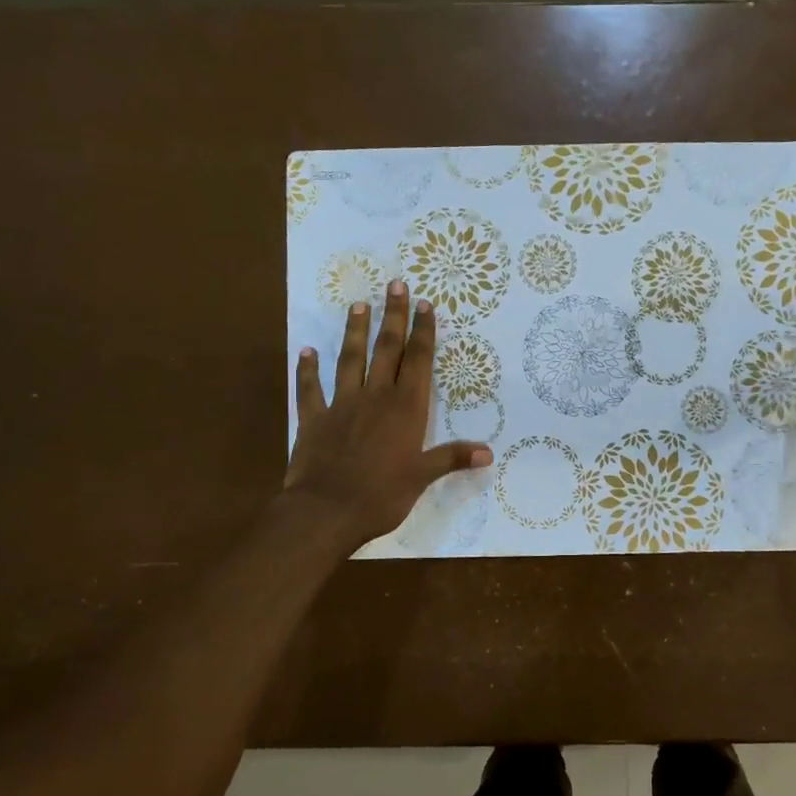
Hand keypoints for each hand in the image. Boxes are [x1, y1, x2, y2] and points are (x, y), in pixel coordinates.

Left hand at [284, 283, 491, 549]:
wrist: (326, 511)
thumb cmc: (382, 496)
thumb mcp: (422, 478)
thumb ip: (452, 458)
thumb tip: (489, 452)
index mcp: (406, 409)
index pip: (419, 361)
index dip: (423, 332)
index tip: (424, 304)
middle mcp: (375, 397)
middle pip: (387, 349)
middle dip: (393, 317)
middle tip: (395, 285)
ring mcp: (341, 405)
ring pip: (350, 360)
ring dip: (355, 332)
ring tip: (358, 304)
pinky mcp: (314, 419)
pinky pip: (310, 389)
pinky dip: (307, 370)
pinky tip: (306, 351)